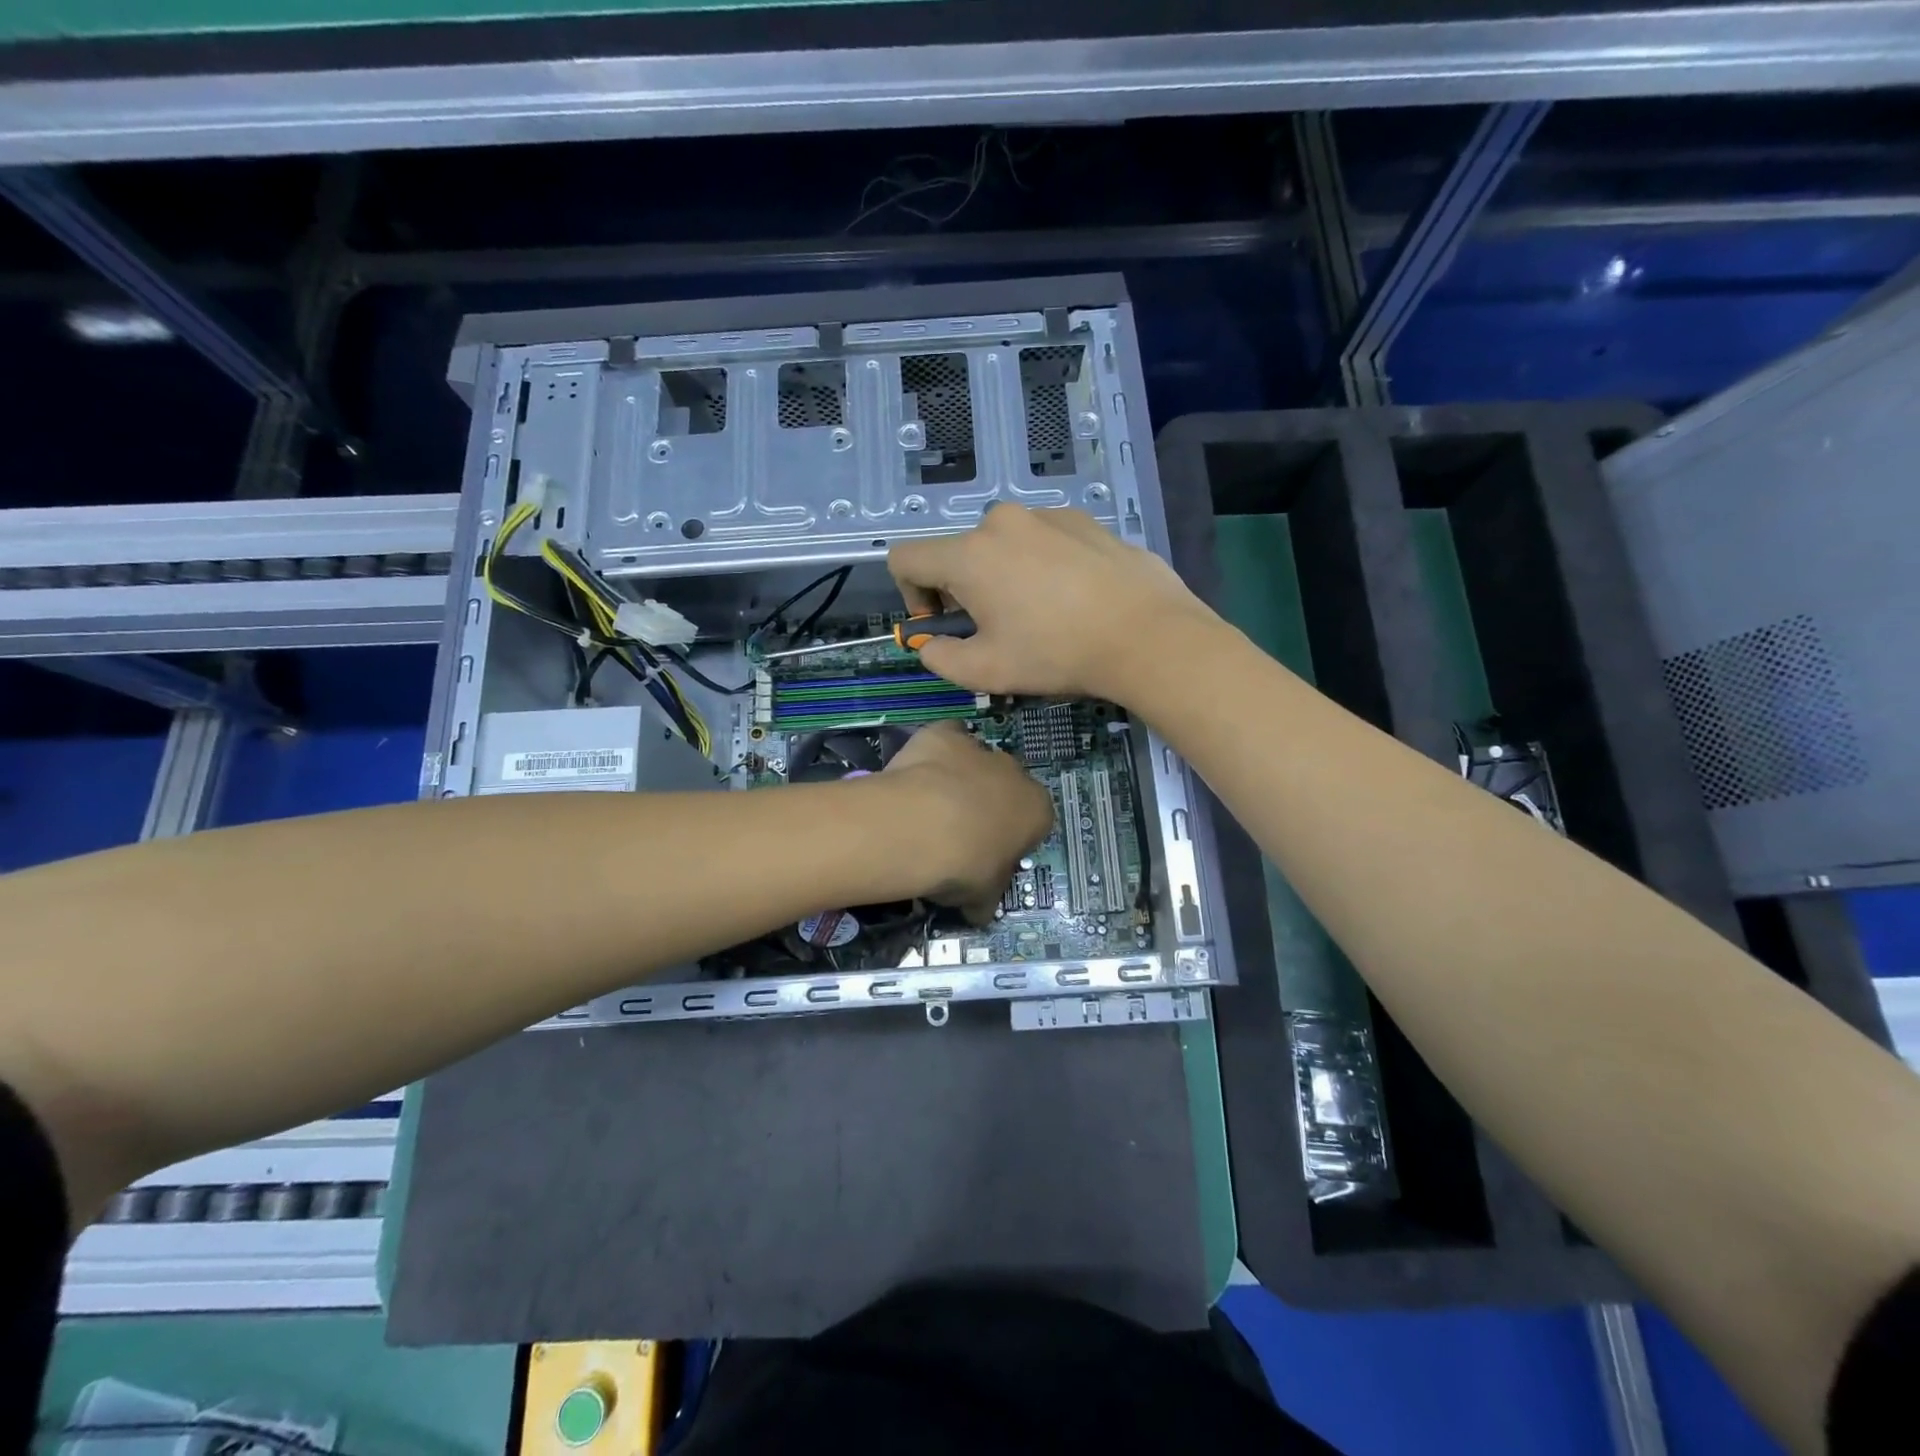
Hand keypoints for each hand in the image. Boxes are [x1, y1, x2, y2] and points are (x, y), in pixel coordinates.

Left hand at [882, 721, 1053, 921]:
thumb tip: (979, 913)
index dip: (1012, 838)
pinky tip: (916, 774)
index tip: (989, 855)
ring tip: (930, 806)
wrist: (919, 828)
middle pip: (1006, 787)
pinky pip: (945, 739)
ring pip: (975, 761)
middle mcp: (1015, 772)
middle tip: (959, 833)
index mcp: (1037, 810)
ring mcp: (979, 749)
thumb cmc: (963, 867)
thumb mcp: (982, 896)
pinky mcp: (944, 733)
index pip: (1034, 822)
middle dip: (989, 804)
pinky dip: (933, 753)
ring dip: (961, 778)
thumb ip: (986, 899)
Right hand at [887, 504, 1216, 702]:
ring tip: (1040, 614)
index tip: (943, 624)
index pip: (905, 558)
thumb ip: (940, 658)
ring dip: (1003, 576)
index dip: (910, 595)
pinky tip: (1073, 597)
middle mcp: (1001, 522)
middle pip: (958, 552)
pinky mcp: (1083, 519)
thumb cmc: (1057, 653)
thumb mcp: (986, 672)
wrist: (1147, 634)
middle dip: (962, 590)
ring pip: (1002, 545)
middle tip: (996, 629)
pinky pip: (1042, 539)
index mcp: (969, 554)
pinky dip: (1041, 565)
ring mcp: (1046, 514)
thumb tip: (930, 645)